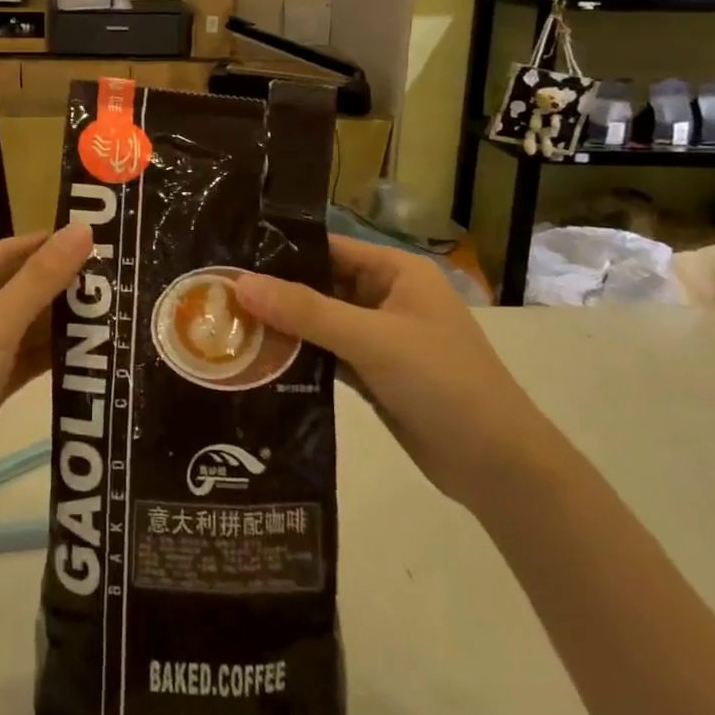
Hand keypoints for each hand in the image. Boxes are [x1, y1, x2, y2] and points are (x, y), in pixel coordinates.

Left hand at [0, 224, 93, 525]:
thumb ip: (40, 279)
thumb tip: (82, 229)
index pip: (5, 253)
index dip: (47, 243)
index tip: (97, 238)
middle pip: (15, 288)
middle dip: (60, 282)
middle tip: (115, 276)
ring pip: (23, 326)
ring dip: (60, 319)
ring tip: (113, 308)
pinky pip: (24, 360)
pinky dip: (52, 354)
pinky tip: (91, 349)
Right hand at [234, 235, 555, 507]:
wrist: (498, 466)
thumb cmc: (441, 382)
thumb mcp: (371, 339)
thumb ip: (305, 310)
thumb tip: (240, 283)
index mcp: (397, 272)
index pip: (329, 248)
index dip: (282, 251)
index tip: (230, 257)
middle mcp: (387, 297)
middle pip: (321, 285)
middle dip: (276, 293)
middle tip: (217, 295)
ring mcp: (381, 338)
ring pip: (321, 323)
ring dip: (284, 327)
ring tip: (227, 325)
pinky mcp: (374, 375)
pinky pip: (327, 355)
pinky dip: (299, 358)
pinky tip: (258, 361)